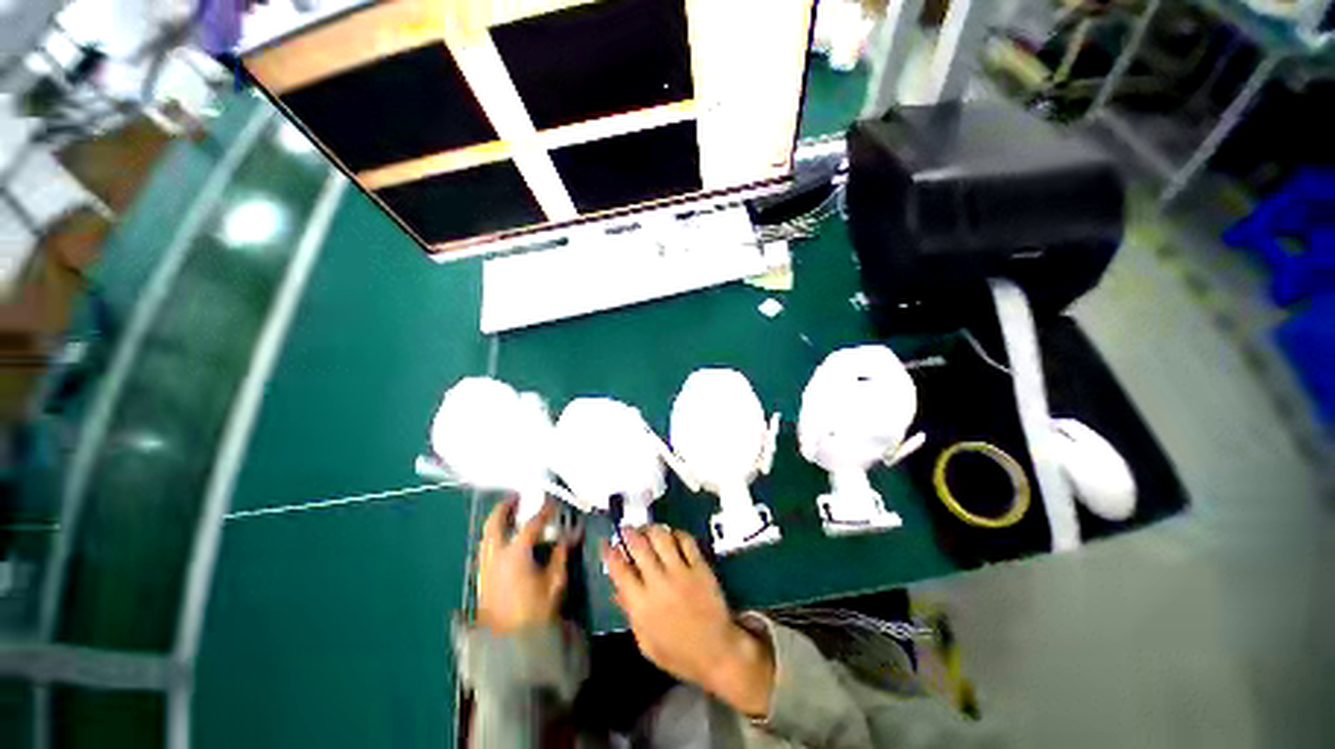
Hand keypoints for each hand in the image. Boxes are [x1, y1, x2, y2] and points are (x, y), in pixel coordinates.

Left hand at [475, 499, 570, 634]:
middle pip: (495, 523)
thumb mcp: (555, 581)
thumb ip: (561, 553)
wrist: (509, 647)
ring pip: (486, 536)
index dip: (544, 510)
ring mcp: (485, 568)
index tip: (552, 501)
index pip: (531, 524)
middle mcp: (495, 556)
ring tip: (509, 515)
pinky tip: (504, 540)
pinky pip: (485, 548)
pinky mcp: (481, 579)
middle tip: (517, 497)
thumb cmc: (536, 612)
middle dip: (505, 507)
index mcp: (515, 554)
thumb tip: (572, 534)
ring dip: (497, 521)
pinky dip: (493, 536)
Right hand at [602, 526, 774, 717]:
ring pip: (662, 538)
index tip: (606, 542)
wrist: (717, 653)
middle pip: (639, 546)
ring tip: (647, 529)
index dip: (609, 553)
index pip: (619, 570)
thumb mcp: (646, 643)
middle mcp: (658, 583)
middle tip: (625, 528)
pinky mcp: (700, 567)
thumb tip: (616, 589)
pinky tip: (672, 534)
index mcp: (641, 605)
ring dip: (651, 529)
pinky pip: (686, 541)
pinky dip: (676, 533)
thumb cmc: (678, 654)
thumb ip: (630, 614)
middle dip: (629, 533)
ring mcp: (681, 572)